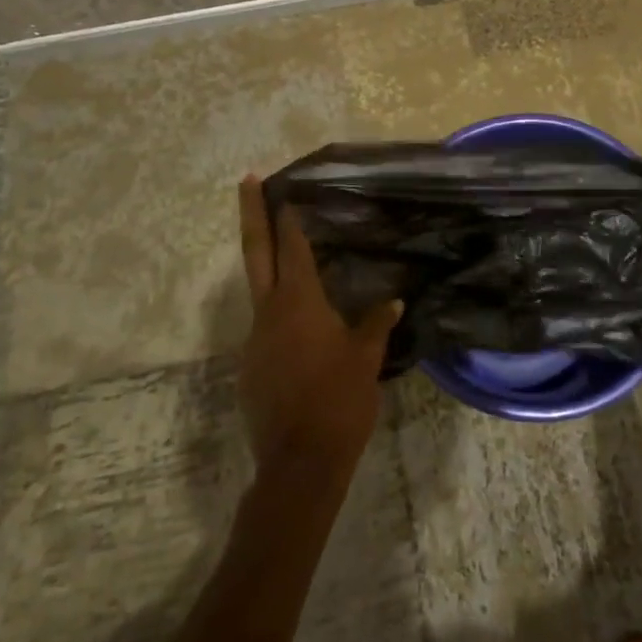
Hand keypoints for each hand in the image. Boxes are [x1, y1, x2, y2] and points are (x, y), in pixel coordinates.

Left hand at [236, 175, 400, 476]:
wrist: (299, 463)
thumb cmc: (339, 400)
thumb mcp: (367, 358)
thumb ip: (377, 324)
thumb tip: (394, 301)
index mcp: (299, 302)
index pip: (293, 247)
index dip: (289, 218)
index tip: (284, 191)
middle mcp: (268, 313)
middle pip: (256, 252)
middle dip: (251, 213)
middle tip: (247, 179)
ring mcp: (254, 341)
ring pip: (260, 294)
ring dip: (270, 271)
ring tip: (293, 265)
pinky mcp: (251, 368)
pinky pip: (266, 331)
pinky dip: (280, 318)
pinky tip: (303, 333)